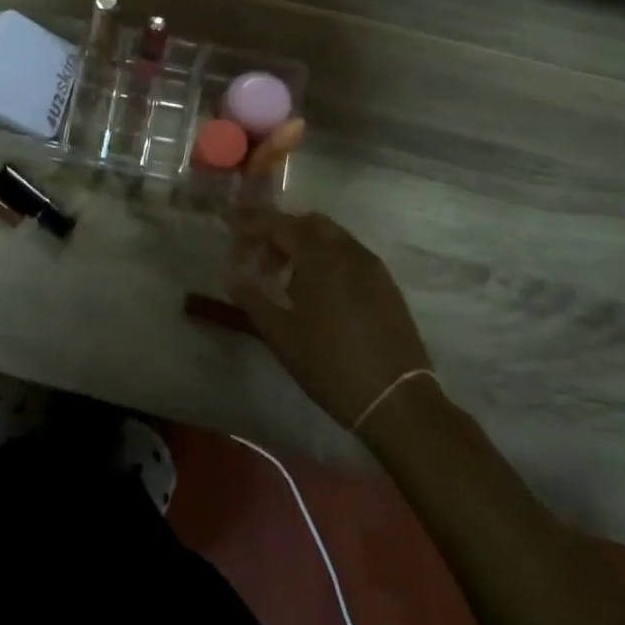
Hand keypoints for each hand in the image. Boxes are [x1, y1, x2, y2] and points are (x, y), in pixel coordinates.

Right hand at [226, 210, 430, 431]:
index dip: (251, 223)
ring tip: (281, 278)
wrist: (397, 401)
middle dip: (276, 233)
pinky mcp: (386, 285)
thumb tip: (234, 278)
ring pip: (330, 237)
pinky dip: (324, 258)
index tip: (228, 225)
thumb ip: (254, 300)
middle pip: (306, 223)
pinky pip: (348, 254)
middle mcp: (349, 252)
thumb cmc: (331, 365)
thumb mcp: (282, 335)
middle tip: (254, 259)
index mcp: (321, 258)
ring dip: (301, 245)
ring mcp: (372, 267)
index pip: (280, 224)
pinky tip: (314, 291)